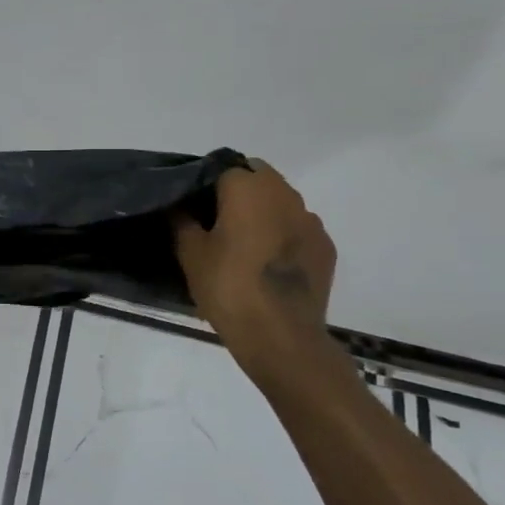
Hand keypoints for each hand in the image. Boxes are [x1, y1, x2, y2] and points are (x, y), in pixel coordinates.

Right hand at [173, 160, 335, 371]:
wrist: (280, 336)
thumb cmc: (228, 287)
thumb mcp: (190, 253)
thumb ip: (182, 221)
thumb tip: (179, 205)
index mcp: (247, 188)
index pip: (223, 168)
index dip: (205, 184)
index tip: (193, 207)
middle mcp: (284, 194)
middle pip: (257, 178)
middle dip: (237, 192)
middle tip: (216, 222)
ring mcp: (310, 221)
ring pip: (281, 201)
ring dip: (263, 212)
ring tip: (244, 243)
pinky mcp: (325, 246)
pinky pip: (298, 228)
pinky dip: (283, 235)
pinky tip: (268, 262)